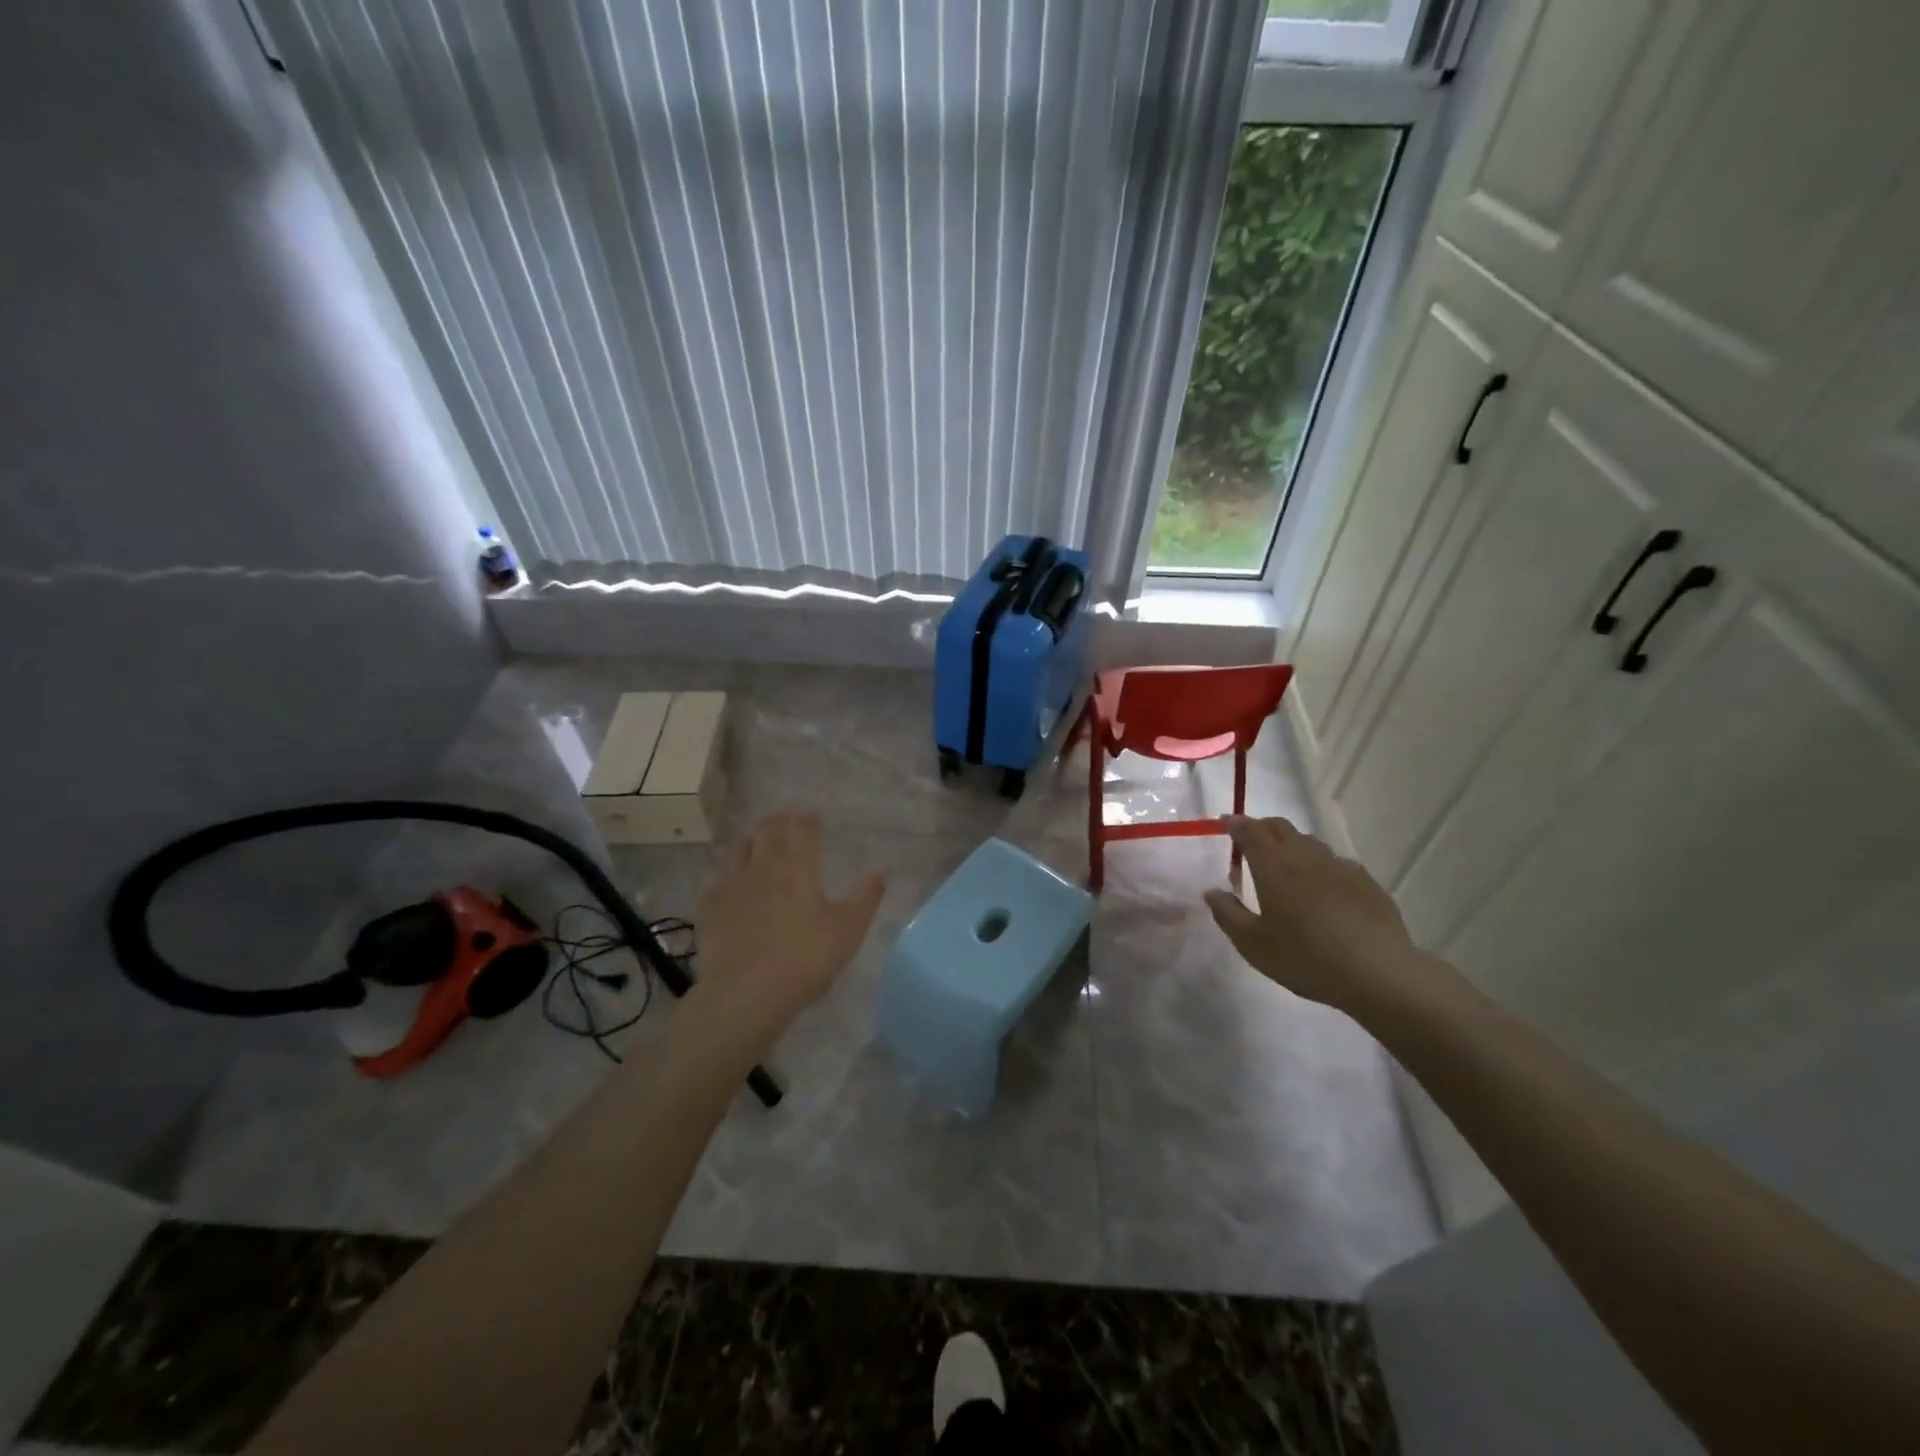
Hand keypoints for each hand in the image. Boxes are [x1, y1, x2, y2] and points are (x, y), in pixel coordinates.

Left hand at [690, 811, 886, 1039]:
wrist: (745, 993)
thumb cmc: (805, 959)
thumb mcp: (848, 930)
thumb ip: (867, 896)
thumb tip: (883, 868)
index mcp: (799, 867)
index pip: (804, 829)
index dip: (809, 818)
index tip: (813, 813)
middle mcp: (763, 866)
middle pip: (768, 830)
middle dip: (779, 819)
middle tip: (785, 815)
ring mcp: (732, 884)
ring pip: (741, 848)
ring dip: (753, 839)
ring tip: (759, 841)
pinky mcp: (710, 906)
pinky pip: (720, 878)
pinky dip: (730, 873)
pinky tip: (732, 882)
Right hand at [1203, 816, 1427, 1017]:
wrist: (1379, 975)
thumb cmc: (1305, 959)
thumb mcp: (1253, 945)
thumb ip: (1228, 914)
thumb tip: (1212, 892)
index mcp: (1274, 866)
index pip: (1251, 830)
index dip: (1236, 823)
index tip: (1225, 823)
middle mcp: (1306, 857)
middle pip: (1280, 827)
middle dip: (1261, 828)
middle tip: (1249, 843)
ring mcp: (1340, 867)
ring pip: (1309, 843)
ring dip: (1291, 846)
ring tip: (1285, 869)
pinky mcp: (1366, 882)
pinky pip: (1335, 863)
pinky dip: (1320, 867)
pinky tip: (1322, 891)